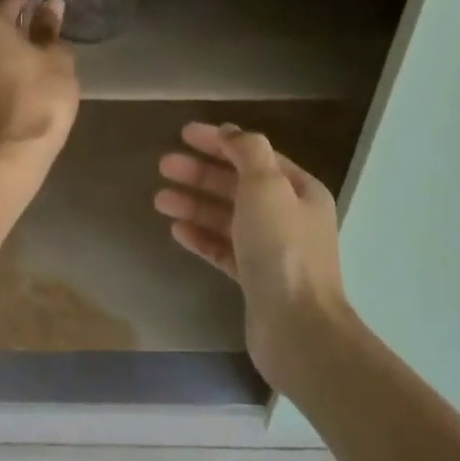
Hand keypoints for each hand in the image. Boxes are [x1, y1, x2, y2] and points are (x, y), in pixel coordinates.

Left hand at [0, 0, 79, 178]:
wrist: (13, 149)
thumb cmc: (40, 94)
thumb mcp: (55, 57)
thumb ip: (50, 28)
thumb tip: (51, 5)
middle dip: (17, 18)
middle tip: (43, 18)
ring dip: (8, 41)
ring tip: (36, 44)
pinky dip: (1, 60)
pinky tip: (22, 65)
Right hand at [155, 122, 347, 383]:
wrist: (297, 328)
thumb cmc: (282, 248)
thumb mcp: (267, 186)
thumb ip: (248, 152)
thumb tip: (232, 132)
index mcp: (299, 191)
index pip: (255, 155)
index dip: (220, 141)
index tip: (184, 133)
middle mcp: (288, 217)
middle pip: (238, 185)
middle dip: (201, 173)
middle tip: (164, 165)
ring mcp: (272, 250)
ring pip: (227, 218)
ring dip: (195, 205)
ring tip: (160, 199)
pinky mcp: (255, 280)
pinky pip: (223, 249)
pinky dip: (201, 237)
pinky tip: (176, 230)